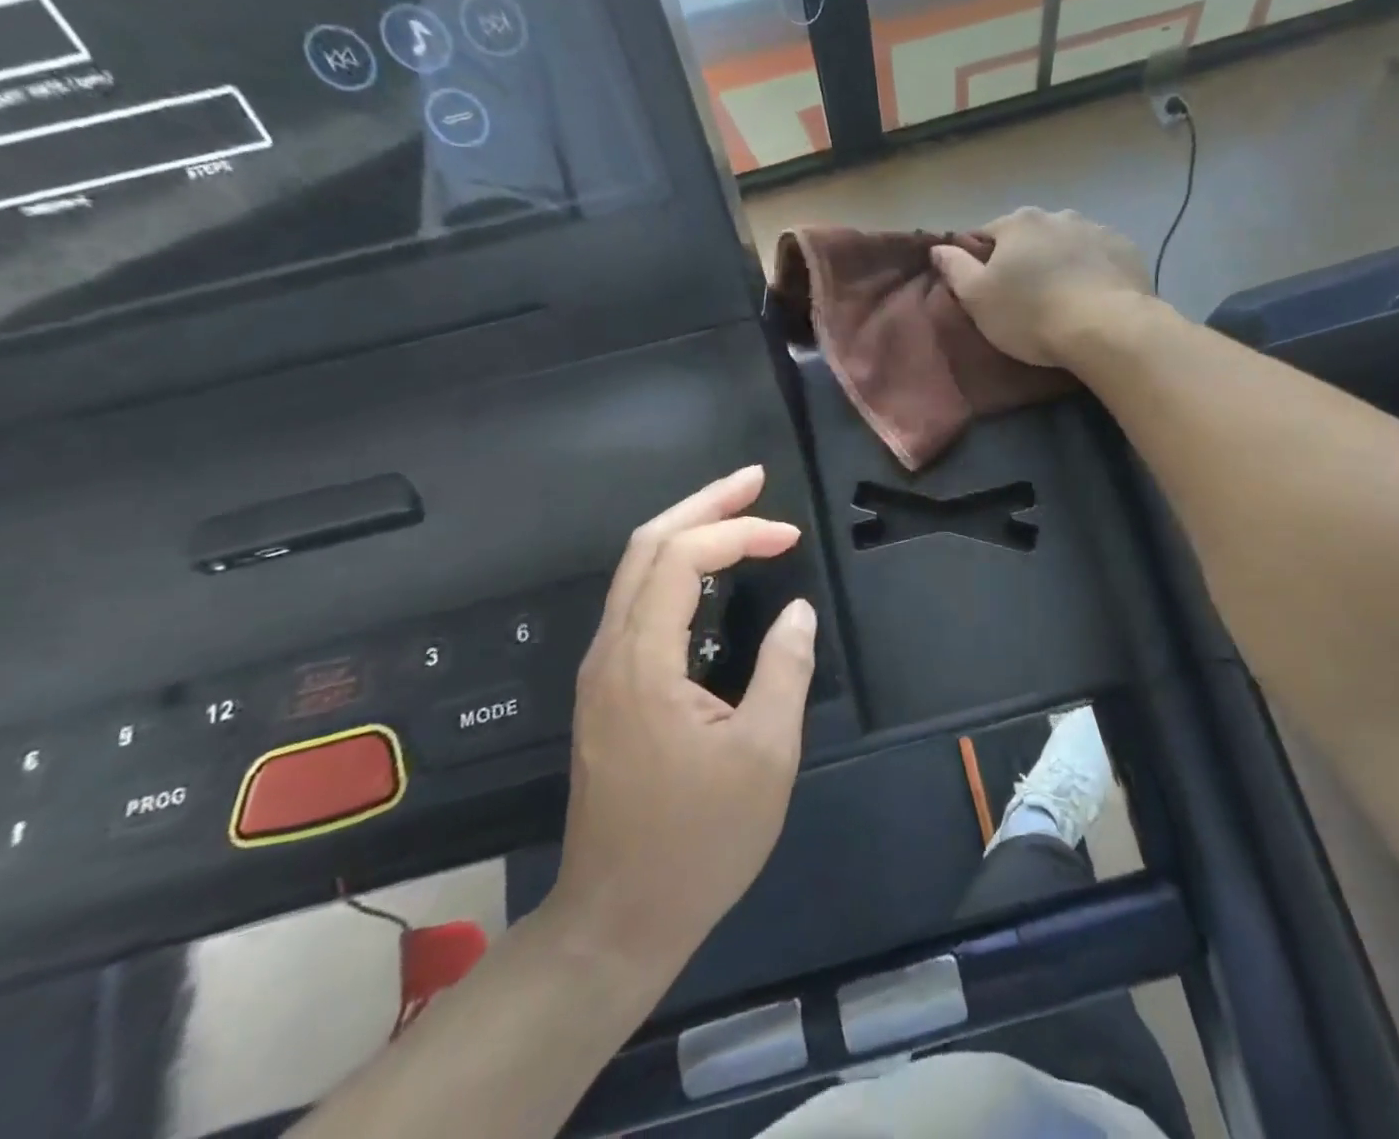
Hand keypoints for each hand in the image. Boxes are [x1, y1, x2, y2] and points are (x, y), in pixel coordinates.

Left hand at [543, 466, 816, 967]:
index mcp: (643, 661)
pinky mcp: (606, 689)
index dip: (738, 532)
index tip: (790, 537)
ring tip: (736, 510)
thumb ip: (784, 669)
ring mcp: (601, 670)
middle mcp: (610, 651)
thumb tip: (798, 611)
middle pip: (646, 545)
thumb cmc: (699, 841)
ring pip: (635, 570)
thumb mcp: (765, 756)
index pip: (682, 558)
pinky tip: (706, 572)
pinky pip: (636, 601)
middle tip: (754, 479)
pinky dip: (674, 567)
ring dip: (686, 530)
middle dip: (703, 504)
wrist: (617, 920)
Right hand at [930, 208, 1152, 367]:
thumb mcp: (978, 299)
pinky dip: (1092, 272)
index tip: (984, 290)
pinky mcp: (1127, 250)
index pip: (985, 235)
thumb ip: (955, 269)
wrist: (1107, 328)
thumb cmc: (1031, 314)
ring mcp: (1097, 229)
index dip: (980, 262)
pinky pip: (1099, 258)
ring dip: (1060, 263)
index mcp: (1018, 223)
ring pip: (1066, 245)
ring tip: (1062, 300)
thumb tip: (938, 248)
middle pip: (1029, 237)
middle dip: (1024, 260)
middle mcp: (1057, 215)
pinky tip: (1092, 299)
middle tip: (1024, 299)